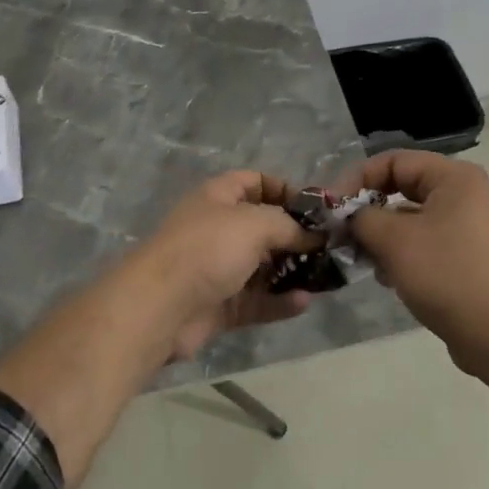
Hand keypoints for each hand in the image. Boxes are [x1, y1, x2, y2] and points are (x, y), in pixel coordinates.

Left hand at [122, 171, 318, 360]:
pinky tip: (304, 302)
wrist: (159, 306)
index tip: (315, 210)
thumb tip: (314, 236)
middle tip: (328, 248)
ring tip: (324, 278)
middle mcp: (217, 229)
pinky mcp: (219, 306)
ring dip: (292, 271)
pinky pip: (256, 301)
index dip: (285, 190)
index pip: (255, 181)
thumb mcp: (255, 223)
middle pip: (262, 227)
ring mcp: (217, 269)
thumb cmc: (207, 249)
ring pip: (262, 267)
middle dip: (295, 236)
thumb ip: (289, 226)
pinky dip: (279, 302)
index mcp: (218, 197)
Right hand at [336, 151, 488, 364]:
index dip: (357, 178)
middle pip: (400, 187)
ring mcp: (464, 225)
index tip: (331, 207)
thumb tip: (346, 216)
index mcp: (453, 177)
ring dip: (380, 234)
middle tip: (340, 231)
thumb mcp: (393, 240)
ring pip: (407, 217)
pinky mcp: (462, 254)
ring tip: (361, 257)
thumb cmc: (444, 274)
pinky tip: (384, 276)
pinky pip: (420, 240)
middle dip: (367, 209)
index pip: (392, 161)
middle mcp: (461, 193)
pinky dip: (398, 252)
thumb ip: (361, 217)